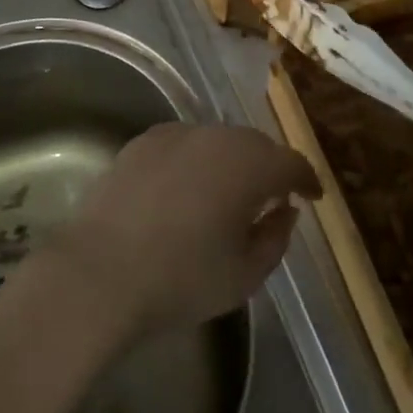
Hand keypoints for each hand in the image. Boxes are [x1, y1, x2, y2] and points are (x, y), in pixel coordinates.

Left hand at [49, 122, 321, 339]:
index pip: (291, 162)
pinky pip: (184, 144)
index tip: (313, 196)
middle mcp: (215, 136)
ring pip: (217, 140)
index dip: (306, 178)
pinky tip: (187, 188)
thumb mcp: (245, 274)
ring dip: (231, 161)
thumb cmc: (181, 278)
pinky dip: (196, 160)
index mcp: (249, 165)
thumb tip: (285, 211)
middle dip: (269, 167)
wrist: (99, 272)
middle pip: (255, 144)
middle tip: (272, 196)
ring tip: (229, 192)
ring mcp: (175, 134)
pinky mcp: (142, 142)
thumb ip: (276, 238)